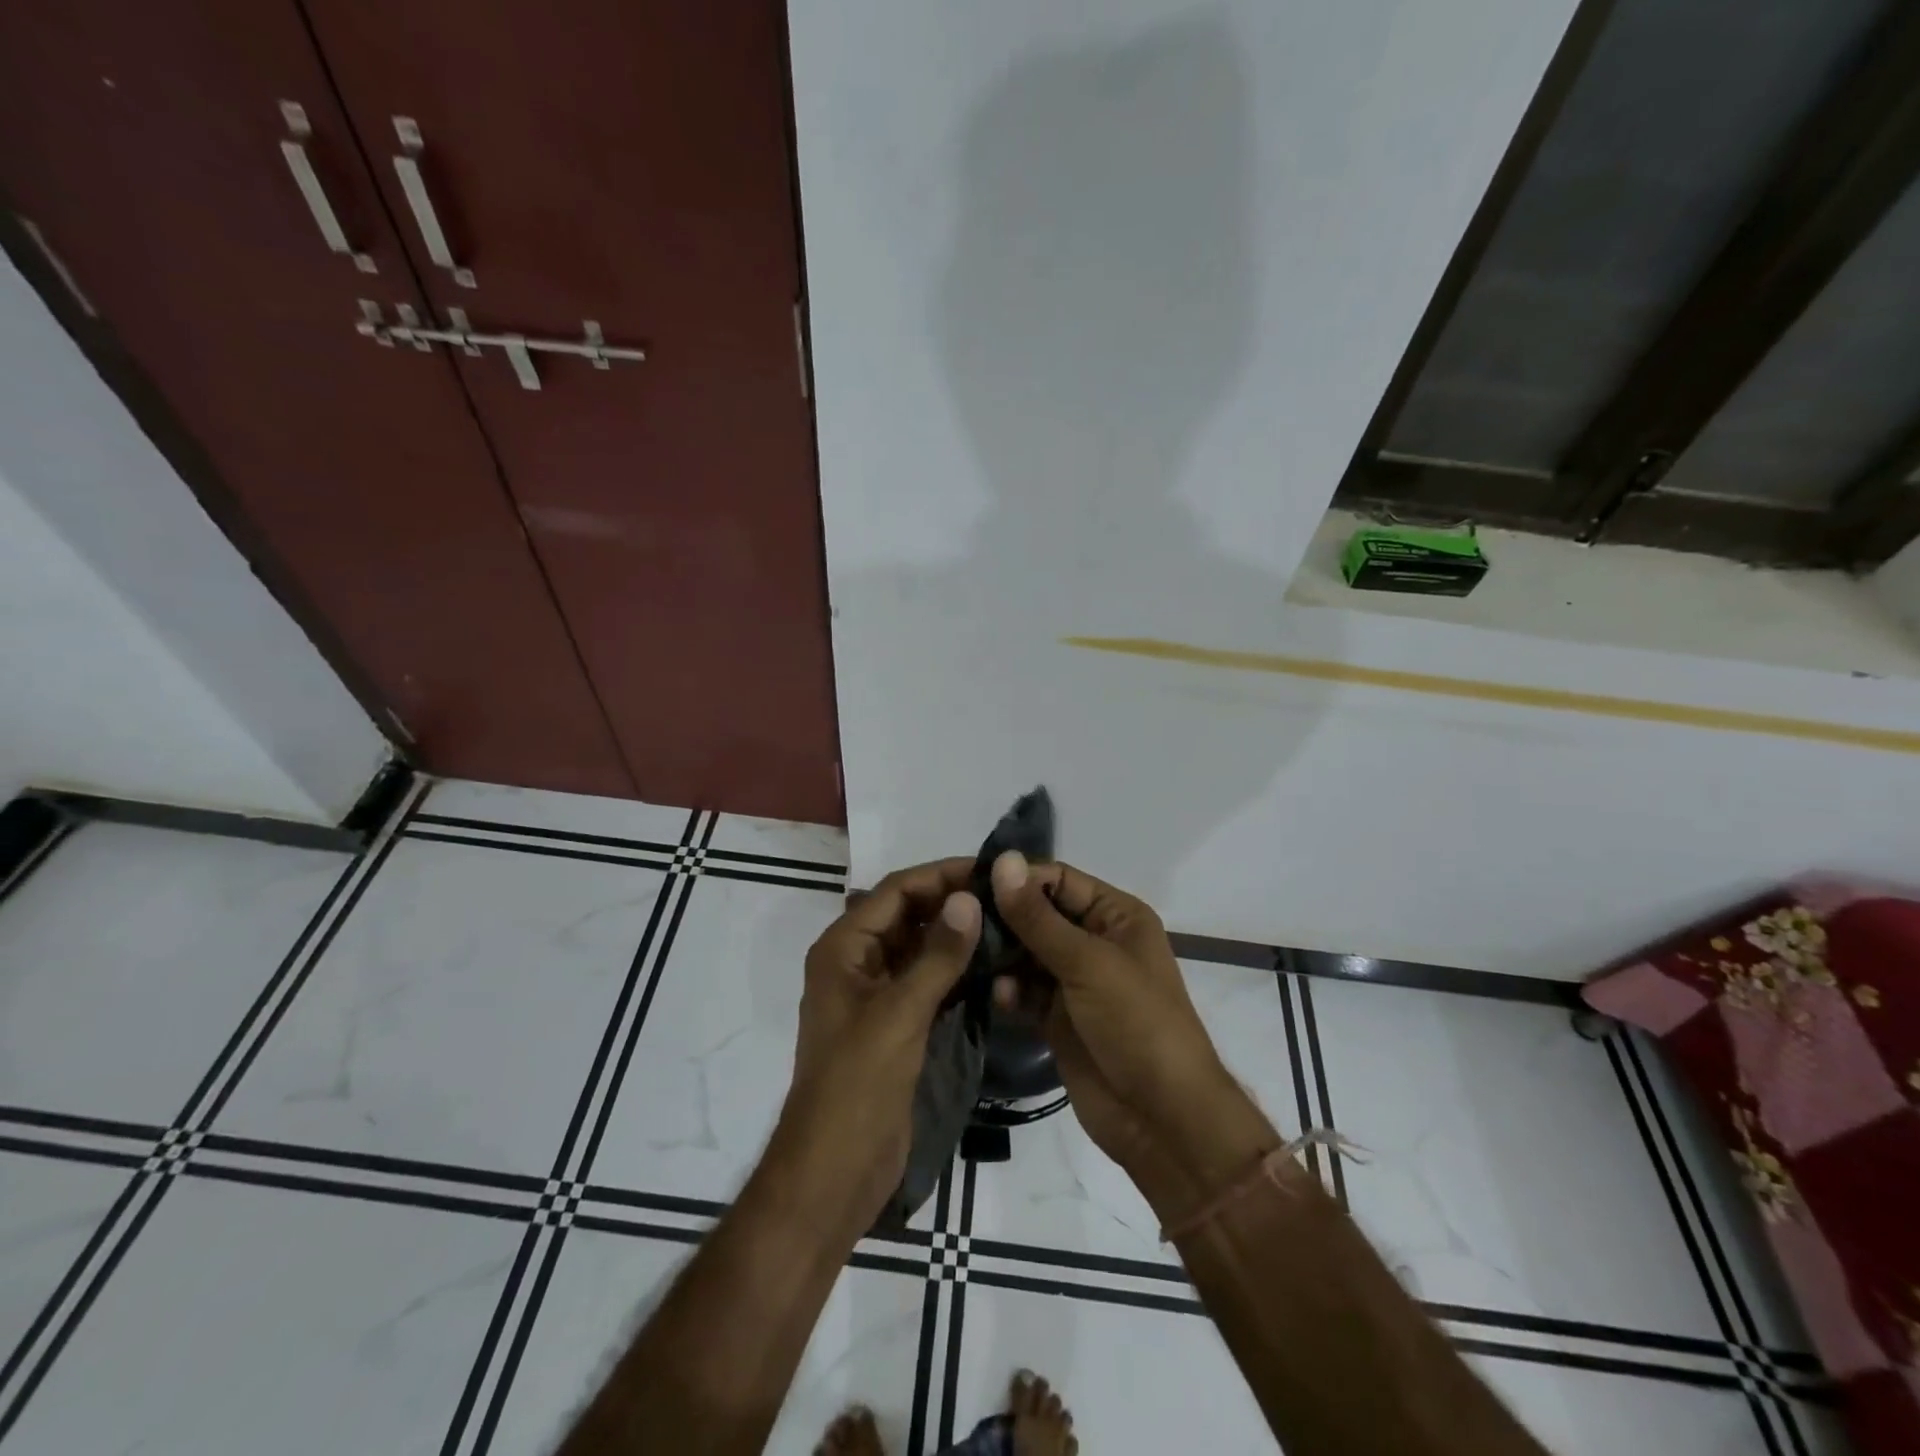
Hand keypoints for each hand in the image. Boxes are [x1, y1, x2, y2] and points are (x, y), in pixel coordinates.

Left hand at [772, 859, 980, 1232]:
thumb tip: (969, 898)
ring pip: (920, 949)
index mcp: (844, 949)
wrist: (835, 1172)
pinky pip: (928, 983)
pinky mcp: (896, 1025)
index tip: (988, 869)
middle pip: (908, 916)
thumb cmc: (857, 1085)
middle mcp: (858, 963)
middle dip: (951, 903)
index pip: (895, 892)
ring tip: (1007, 923)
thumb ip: (937, 956)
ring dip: (956, 936)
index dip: (940, 875)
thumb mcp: (900, 1014)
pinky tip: (993, 966)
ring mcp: (877, 995)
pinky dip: (956, 971)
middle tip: (1005, 895)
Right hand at [991, 853, 1277, 1200]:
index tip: (970, 883)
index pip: (1059, 879)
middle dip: (1003, 917)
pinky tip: (996, 995)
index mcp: (1117, 916)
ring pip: (1027, 954)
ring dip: (1001, 955)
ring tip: (967, 955)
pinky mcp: (1058, 1018)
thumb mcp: (1087, 962)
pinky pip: (1025, 992)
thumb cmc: (1136, 1023)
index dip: (1019, 878)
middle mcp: (1096, 941)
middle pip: (1039, 915)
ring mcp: (1076, 982)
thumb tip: (1003, 859)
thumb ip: (1038, 917)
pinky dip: (1009, 991)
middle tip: (957, 919)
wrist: (1161, 1119)